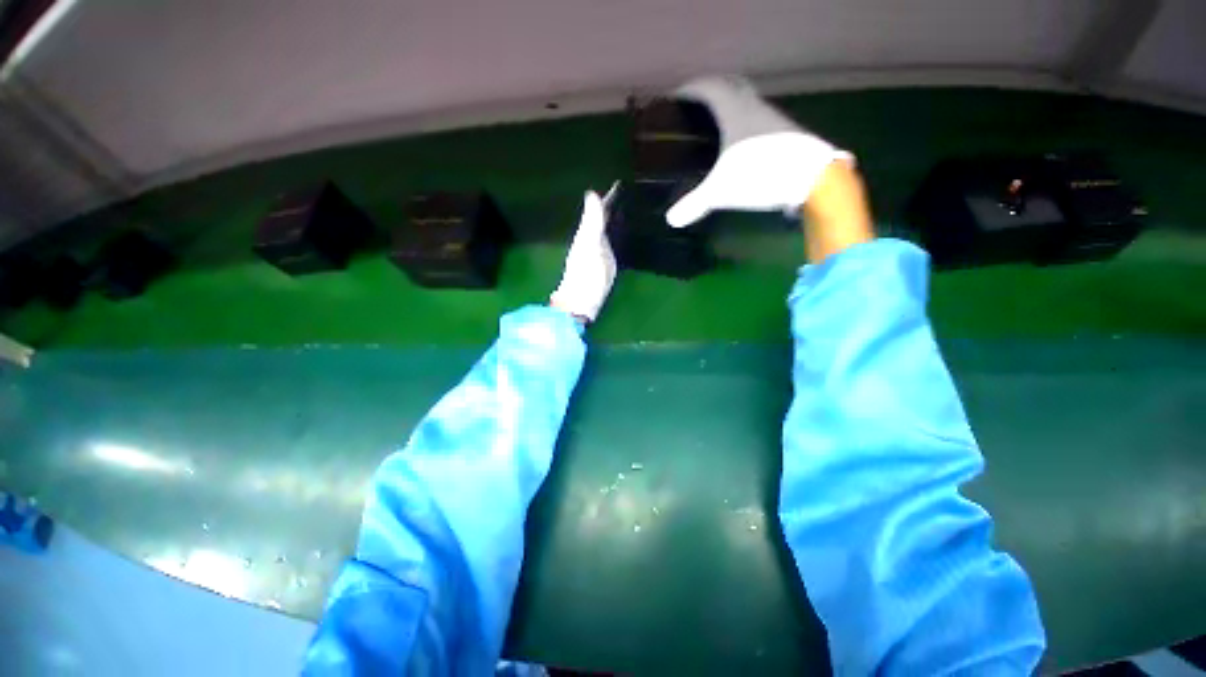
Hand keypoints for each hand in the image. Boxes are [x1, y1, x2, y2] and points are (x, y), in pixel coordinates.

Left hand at [550, 185, 617, 322]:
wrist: (583, 301)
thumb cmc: (585, 274)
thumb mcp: (589, 246)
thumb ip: (592, 222)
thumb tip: (591, 193)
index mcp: (588, 232)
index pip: (599, 209)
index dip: (608, 196)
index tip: (620, 182)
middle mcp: (593, 237)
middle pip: (604, 217)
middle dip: (615, 204)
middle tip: (630, 191)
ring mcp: (600, 250)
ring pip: (609, 228)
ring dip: (617, 217)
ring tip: (631, 205)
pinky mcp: (607, 262)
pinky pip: (613, 241)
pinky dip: (619, 232)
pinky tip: (625, 229)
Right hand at [665, 76, 853, 227]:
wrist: (813, 178)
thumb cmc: (761, 174)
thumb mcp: (721, 191)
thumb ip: (694, 204)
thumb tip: (670, 220)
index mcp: (735, 111)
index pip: (710, 88)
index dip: (692, 89)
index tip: (676, 97)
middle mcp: (755, 108)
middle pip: (732, 86)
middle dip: (713, 89)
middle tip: (697, 104)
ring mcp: (774, 119)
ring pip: (748, 101)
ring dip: (732, 104)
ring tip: (716, 123)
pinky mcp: (786, 134)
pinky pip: (760, 118)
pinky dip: (746, 121)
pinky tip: (742, 141)